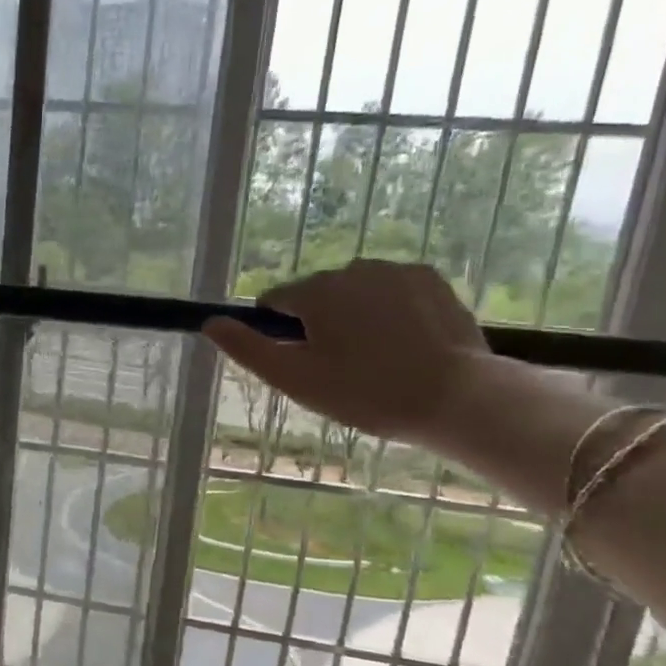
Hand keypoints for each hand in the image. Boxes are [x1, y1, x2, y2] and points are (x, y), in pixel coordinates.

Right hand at [204, 260, 493, 449]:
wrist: (456, 397)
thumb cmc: (365, 393)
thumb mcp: (294, 379)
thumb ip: (247, 349)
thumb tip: (210, 323)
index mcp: (315, 291)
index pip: (275, 303)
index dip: (278, 334)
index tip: (298, 364)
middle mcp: (352, 268)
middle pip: (316, 296)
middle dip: (319, 324)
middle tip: (339, 370)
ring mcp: (396, 270)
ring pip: (354, 292)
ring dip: (354, 316)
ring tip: (375, 359)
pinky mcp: (430, 279)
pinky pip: (391, 290)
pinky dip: (389, 310)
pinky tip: (403, 343)